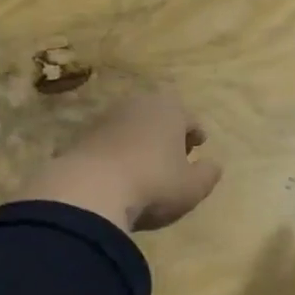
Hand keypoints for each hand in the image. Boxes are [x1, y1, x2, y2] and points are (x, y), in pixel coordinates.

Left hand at [22, 91, 222, 230]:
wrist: (90, 190)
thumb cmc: (153, 183)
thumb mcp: (192, 187)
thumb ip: (207, 174)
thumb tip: (213, 165)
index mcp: (169, 109)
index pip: (189, 118)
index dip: (195, 133)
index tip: (199, 144)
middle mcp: (138, 105)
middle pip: (158, 116)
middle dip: (167, 132)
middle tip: (174, 151)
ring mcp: (106, 118)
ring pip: (132, 126)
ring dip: (140, 140)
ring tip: (145, 162)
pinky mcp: (82, 136)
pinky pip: (109, 141)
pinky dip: (117, 151)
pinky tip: (118, 172)